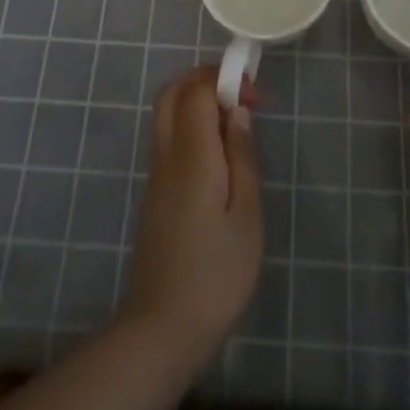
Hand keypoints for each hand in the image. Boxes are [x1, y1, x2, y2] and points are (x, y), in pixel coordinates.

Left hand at [123, 66, 261, 372]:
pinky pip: (167, 138)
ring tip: (232, 124)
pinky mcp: (154, 193)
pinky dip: (189, 125)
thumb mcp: (246, 217)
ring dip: (195, 100)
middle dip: (204, 79)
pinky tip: (216, 155)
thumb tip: (238, 112)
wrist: (161, 331)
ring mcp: (156, 174)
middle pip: (172, 92)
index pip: (197, 90)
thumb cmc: (215, 276)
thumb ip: (242, 157)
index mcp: (191, 155)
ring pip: (166, 113)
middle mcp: (167, 155)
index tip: (254, 99)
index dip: (225, 80)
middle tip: (238, 95)